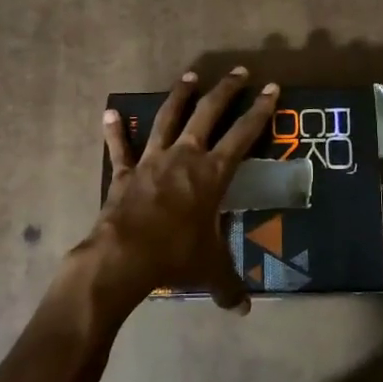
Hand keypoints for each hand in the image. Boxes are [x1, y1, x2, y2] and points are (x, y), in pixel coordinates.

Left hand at [73, 67, 277, 316]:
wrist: (124, 256)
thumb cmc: (176, 256)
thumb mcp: (210, 270)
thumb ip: (229, 286)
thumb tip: (244, 310)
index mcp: (212, 174)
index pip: (243, 135)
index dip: (260, 110)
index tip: (271, 88)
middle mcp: (185, 157)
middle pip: (208, 114)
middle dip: (225, 90)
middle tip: (238, 71)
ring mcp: (152, 160)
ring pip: (168, 118)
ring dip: (180, 95)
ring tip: (190, 75)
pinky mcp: (125, 172)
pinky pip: (120, 147)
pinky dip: (116, 130)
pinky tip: (111, 112)